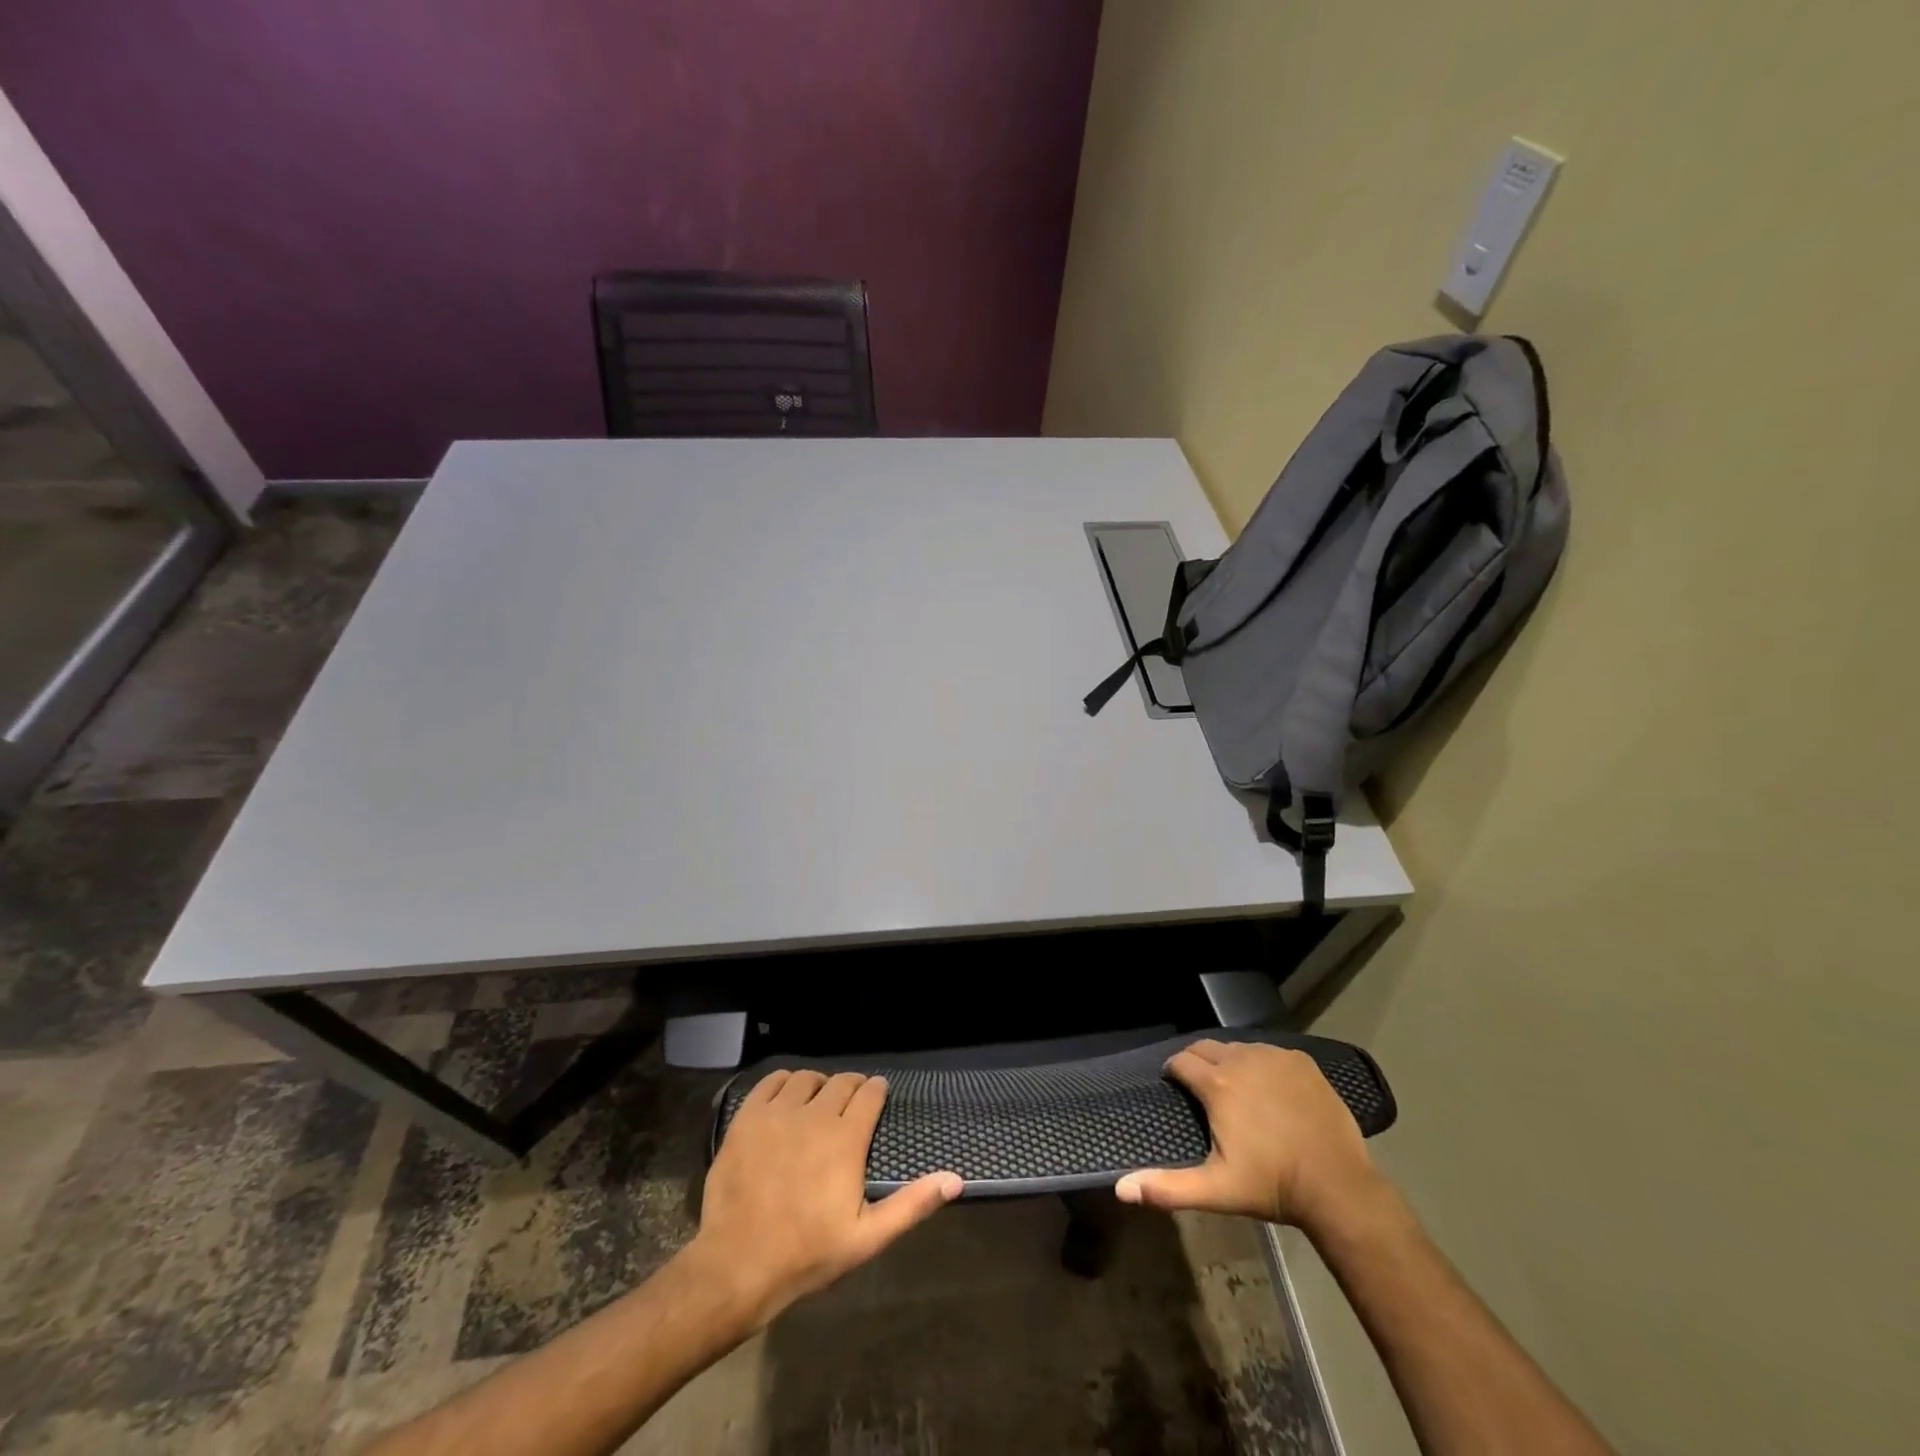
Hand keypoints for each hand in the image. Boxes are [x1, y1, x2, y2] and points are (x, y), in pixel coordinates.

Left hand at [688, 1070, 962, 1328]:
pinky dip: (783, 1082)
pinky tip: (786, 1097)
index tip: (878, 1095)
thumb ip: (912, 1204)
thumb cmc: (807, 1254)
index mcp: (845, 1139)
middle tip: (852, 1101)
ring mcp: (777, 1114)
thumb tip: (955, 1179)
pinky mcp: (747, 1118)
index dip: (877, 1091)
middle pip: (840, 1082)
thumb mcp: (867, 1238)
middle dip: (852, 1086)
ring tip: (819, 1101)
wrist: (737, 1266)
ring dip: (819, 1084)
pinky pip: (770, 1082)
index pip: (869, 1095)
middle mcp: (814, 1115)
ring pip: (806, 1079)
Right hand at [1113, 1040, 1382, 1233]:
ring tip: (1235, 1088)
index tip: (1174, 1087)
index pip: (1181, 1061)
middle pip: (1206, 1047)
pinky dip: (1262, 1064)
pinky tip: (1269, 1089)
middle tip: (1201, 1087)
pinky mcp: (1301, 1061)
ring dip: (1229, 1061)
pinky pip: (1270, 1053)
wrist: (1339, 1186)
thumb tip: (1120, 1188)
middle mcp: (1242, 1058)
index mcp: (1217, 1083)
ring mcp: (1274, 1056)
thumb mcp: (1215, 1189)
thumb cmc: (1272, 1186)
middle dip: (1197, 1061)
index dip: (1173, 1072)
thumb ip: (1167, 1187)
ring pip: (1239, 1047)